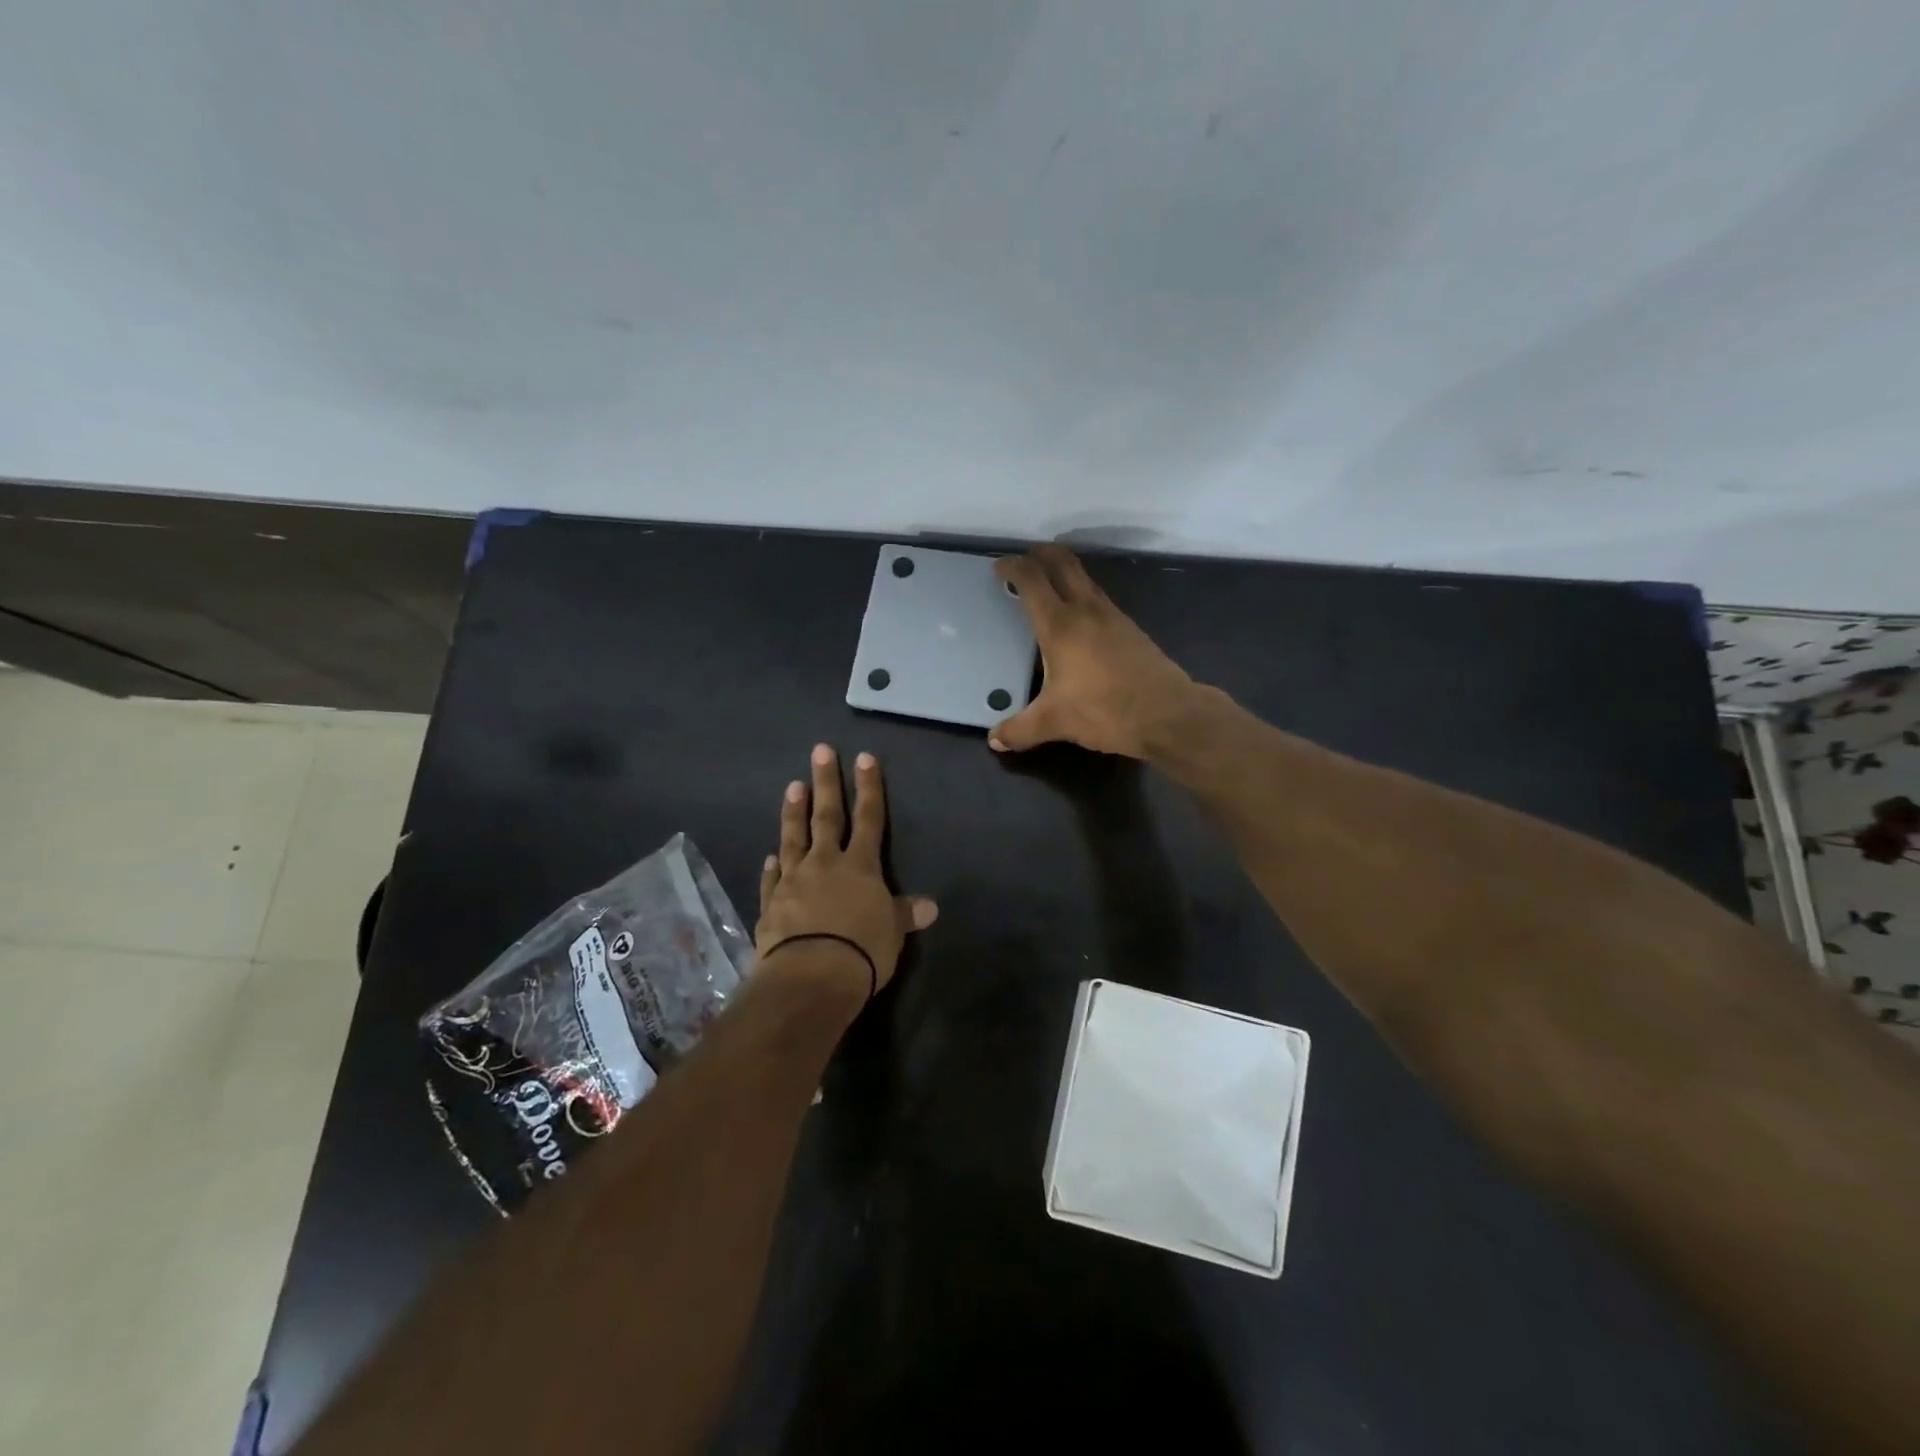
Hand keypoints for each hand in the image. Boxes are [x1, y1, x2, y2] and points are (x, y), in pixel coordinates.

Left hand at [755, 744, 937, 996]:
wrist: (811, 976)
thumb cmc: (862, 950)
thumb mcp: (893, 933)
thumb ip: (904, 915)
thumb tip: (930, 906)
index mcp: (860, 866)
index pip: (869, 818)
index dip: (869, 788)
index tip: (865, 758)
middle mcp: (826, 864)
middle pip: (827, 817)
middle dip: (826, 783)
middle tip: (819, 751)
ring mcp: (794, 881)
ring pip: (794, 839)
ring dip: (794, 812)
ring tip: (792, 786)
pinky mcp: (771, 904)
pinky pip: (772, 879)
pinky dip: (773, 867)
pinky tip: (770, 856)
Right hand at [991, 545, 1196, 759]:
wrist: (1168, 713)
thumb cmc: (1105, 710)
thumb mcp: (1055, 722)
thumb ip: (1020, 730)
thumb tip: (995, 740)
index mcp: (1060, 625)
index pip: (1031, 580)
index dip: (1011, 567)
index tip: (998, 568)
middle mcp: (1086, 610)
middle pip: (1062, 562)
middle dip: (1040, 554)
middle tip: (1024, 559)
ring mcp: (1113, 616)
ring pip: (1085, 578)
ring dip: (1064, 572)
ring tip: (1048, 586)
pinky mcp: (1131, 629)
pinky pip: (1100, 598)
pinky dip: (1082, 594)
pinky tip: (1080, 620)